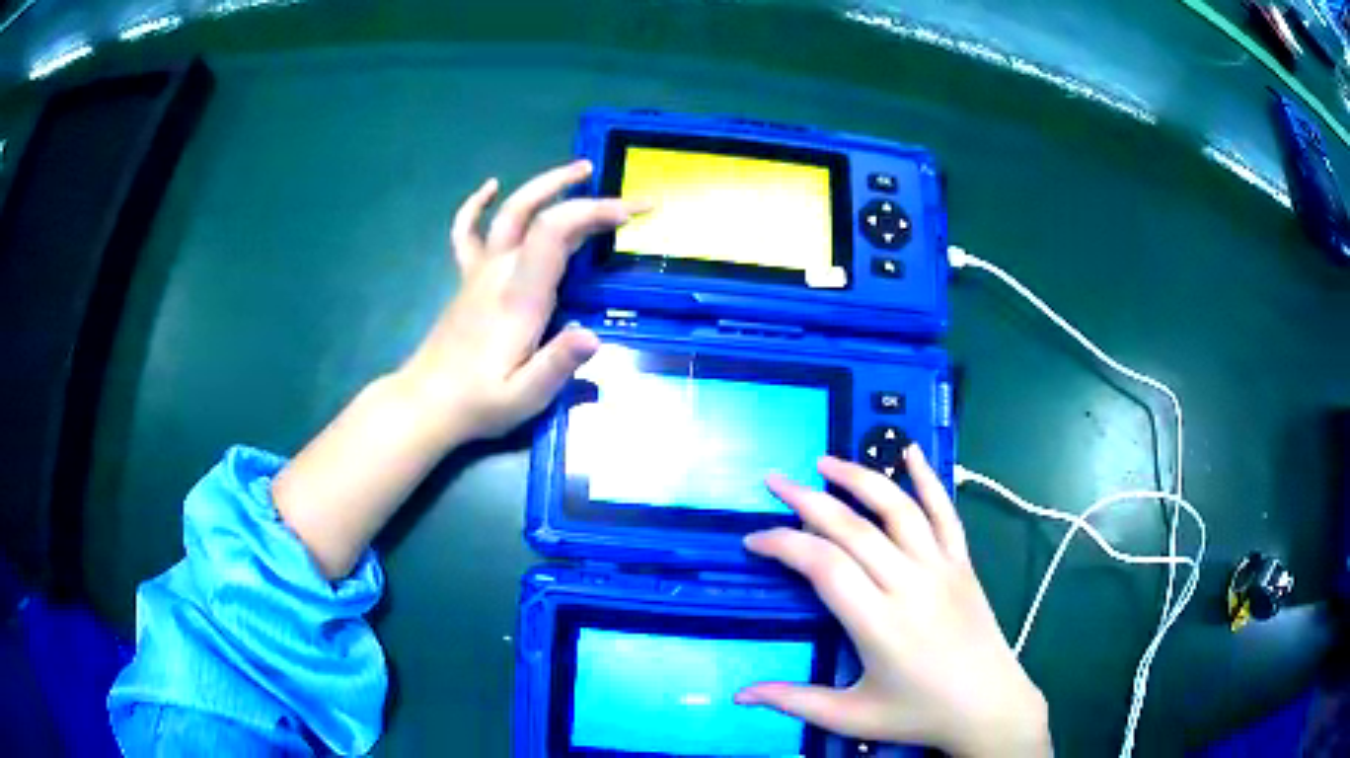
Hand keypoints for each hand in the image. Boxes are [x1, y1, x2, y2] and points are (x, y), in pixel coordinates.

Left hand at [397, 159, 646, 443]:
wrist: (426, 403)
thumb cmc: (479, 402)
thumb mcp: (525, 396)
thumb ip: (558, 364)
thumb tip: (593, 336)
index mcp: (519, 296)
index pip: (555, 232)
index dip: (594, 212)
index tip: (634, 214)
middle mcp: (499, 271)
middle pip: (538, 213)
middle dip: (582, 195)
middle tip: (623, 195)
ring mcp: (479, 271)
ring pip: (509, 212)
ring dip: (544, 185)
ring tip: (579, 170)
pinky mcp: (467, 279)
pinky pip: (467, 232)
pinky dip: (476, 205)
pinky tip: (490, 186)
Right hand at [736, 445, 1050, 757]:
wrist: (989, 705)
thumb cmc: (919, 714)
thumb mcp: (852, 718)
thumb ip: (795, 701)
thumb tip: (740, 694)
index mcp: (879, 623)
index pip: (823, 566)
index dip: (784, 544)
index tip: (753, 540)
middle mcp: (910, 584)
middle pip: (853, 528)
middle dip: (808, 500)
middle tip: (775, 481)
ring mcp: (941, 568)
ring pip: (898, 509)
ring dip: (860, 478)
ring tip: (825, 461)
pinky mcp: (963, 563)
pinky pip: (946, 513)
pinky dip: (929, 479)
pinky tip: (911, 451)